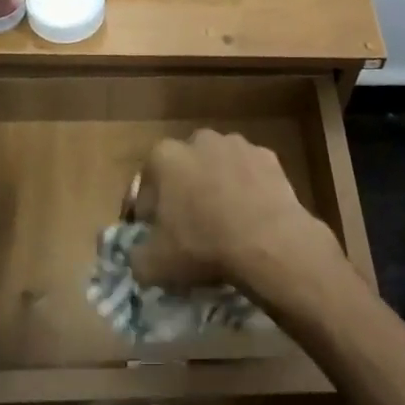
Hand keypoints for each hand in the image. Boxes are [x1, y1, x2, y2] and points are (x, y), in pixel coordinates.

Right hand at [129, 131, 342, 299]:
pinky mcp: (267, 155)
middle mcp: (198, 140)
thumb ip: (136, 257)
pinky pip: (249, 174)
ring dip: (217, 187)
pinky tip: (251, 216)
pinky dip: (247, 189)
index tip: (156, 237)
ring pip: (218, 167)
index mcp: (164, 157)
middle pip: (183, 170)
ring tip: (225, 223)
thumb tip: (140, 255)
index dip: (148, 215)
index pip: (145, 187)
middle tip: (191, 229)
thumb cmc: (202, 246)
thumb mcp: (154, 265)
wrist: (268, 242)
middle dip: (184, 193)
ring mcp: (236, 144)